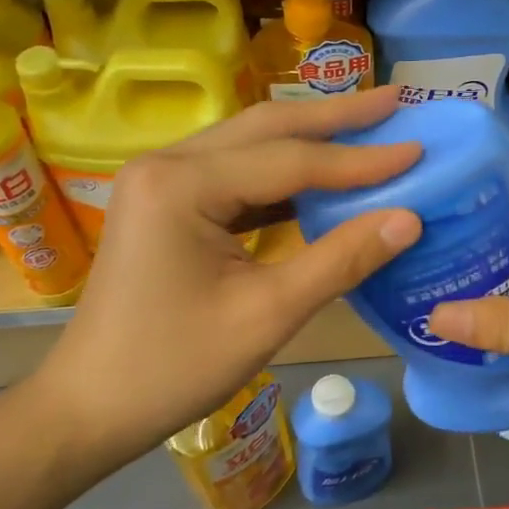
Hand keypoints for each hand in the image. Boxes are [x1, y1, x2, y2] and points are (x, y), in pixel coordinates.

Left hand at [26, 87, 421, 466]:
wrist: (90, 407)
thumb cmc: (173, 367)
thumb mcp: (267, 315)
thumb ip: (341, 260)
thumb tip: (409, 219)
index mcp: (182, 184)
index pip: (290, 160)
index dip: (360, 159)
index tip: (418, 148)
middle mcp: (167, 163)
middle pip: (267, 127)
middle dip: (336, 118)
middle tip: (397, 102)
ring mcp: (161, 180)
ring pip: (251, 144)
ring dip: (311, 138)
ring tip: (370, 128)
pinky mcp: (166, 202)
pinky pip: (236, 174)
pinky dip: (283, 173)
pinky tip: (321, 176)